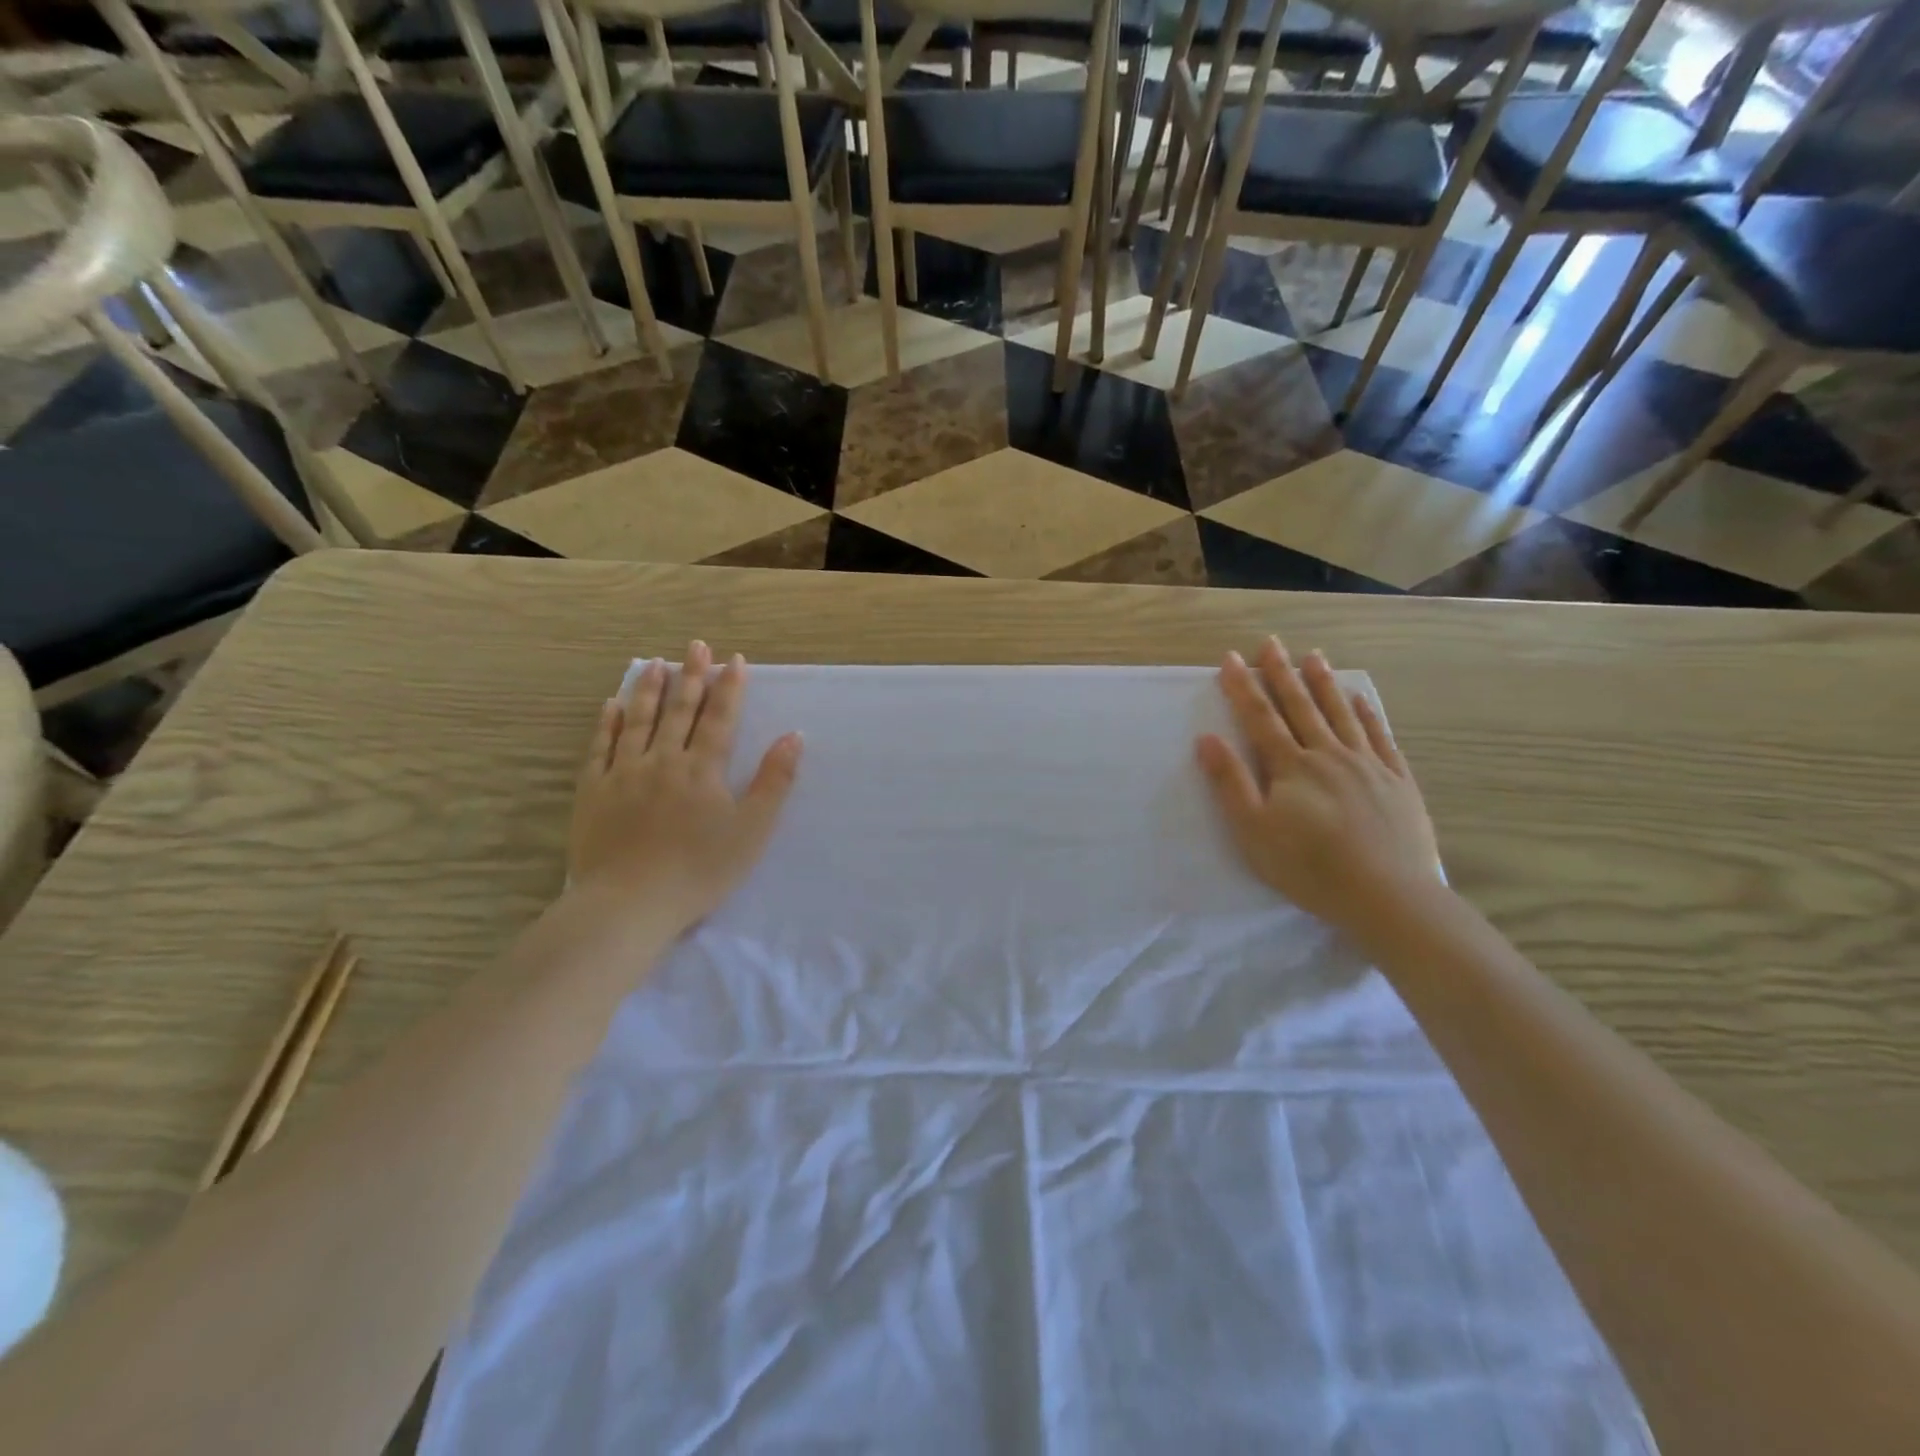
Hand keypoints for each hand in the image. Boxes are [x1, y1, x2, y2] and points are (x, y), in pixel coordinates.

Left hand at [567, 643, 801, 933]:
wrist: (629, 903)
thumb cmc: (700, 870)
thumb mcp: (752, 830)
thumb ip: (773, 781)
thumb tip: (793, 736)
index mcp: (703, 769)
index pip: (719, 719)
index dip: (729, 688)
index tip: (733, 659)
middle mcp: (663, 760)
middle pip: (680, 711)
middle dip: (691, 676)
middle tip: (696, 646)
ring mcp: (624, 773)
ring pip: (638, 721)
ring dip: (650, 690)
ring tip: (657, 664)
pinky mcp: (594, 791)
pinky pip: (600, 747)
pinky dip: (608, 723)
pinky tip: (611, 705)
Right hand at [1196, 637, 1439, 933]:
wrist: (1387, 896)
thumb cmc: (1309, 867)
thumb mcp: (1253, 831)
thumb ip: (1230, 783)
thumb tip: (1207, 739)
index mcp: (1291, 767)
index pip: (1260, 717)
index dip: (1243, 686)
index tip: (1231, 658)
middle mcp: (1328, 755)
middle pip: (1300, 706)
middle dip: (1282, 673)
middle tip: (1271, 643)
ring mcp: (1367, 765)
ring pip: (1340, 714)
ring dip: (1324, 683)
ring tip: (1313, 656)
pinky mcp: (1396, 781)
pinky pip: (1379, 736)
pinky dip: (1367, 713)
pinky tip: (1360, 698)